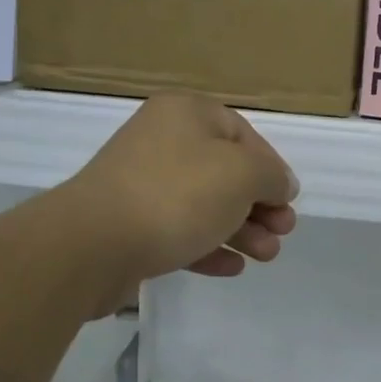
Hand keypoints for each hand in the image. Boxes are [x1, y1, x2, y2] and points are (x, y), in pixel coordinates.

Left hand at [56, 94, 298, 314]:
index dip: (271, 167)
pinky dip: (208, 246)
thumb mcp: (242, 175)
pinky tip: (231, 268)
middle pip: (224, 171)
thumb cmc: (177, 195)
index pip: (242, 134)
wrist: (93, 245)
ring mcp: (142, 184)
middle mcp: (162, 141)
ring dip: (241, 230)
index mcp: (186, 114)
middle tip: (282, 232)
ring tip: (266, 256)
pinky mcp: (130, 225)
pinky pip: (179, 230)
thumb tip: (281, 184)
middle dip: (259, 205)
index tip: (287, 201)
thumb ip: (271, 176)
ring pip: (204, 204)